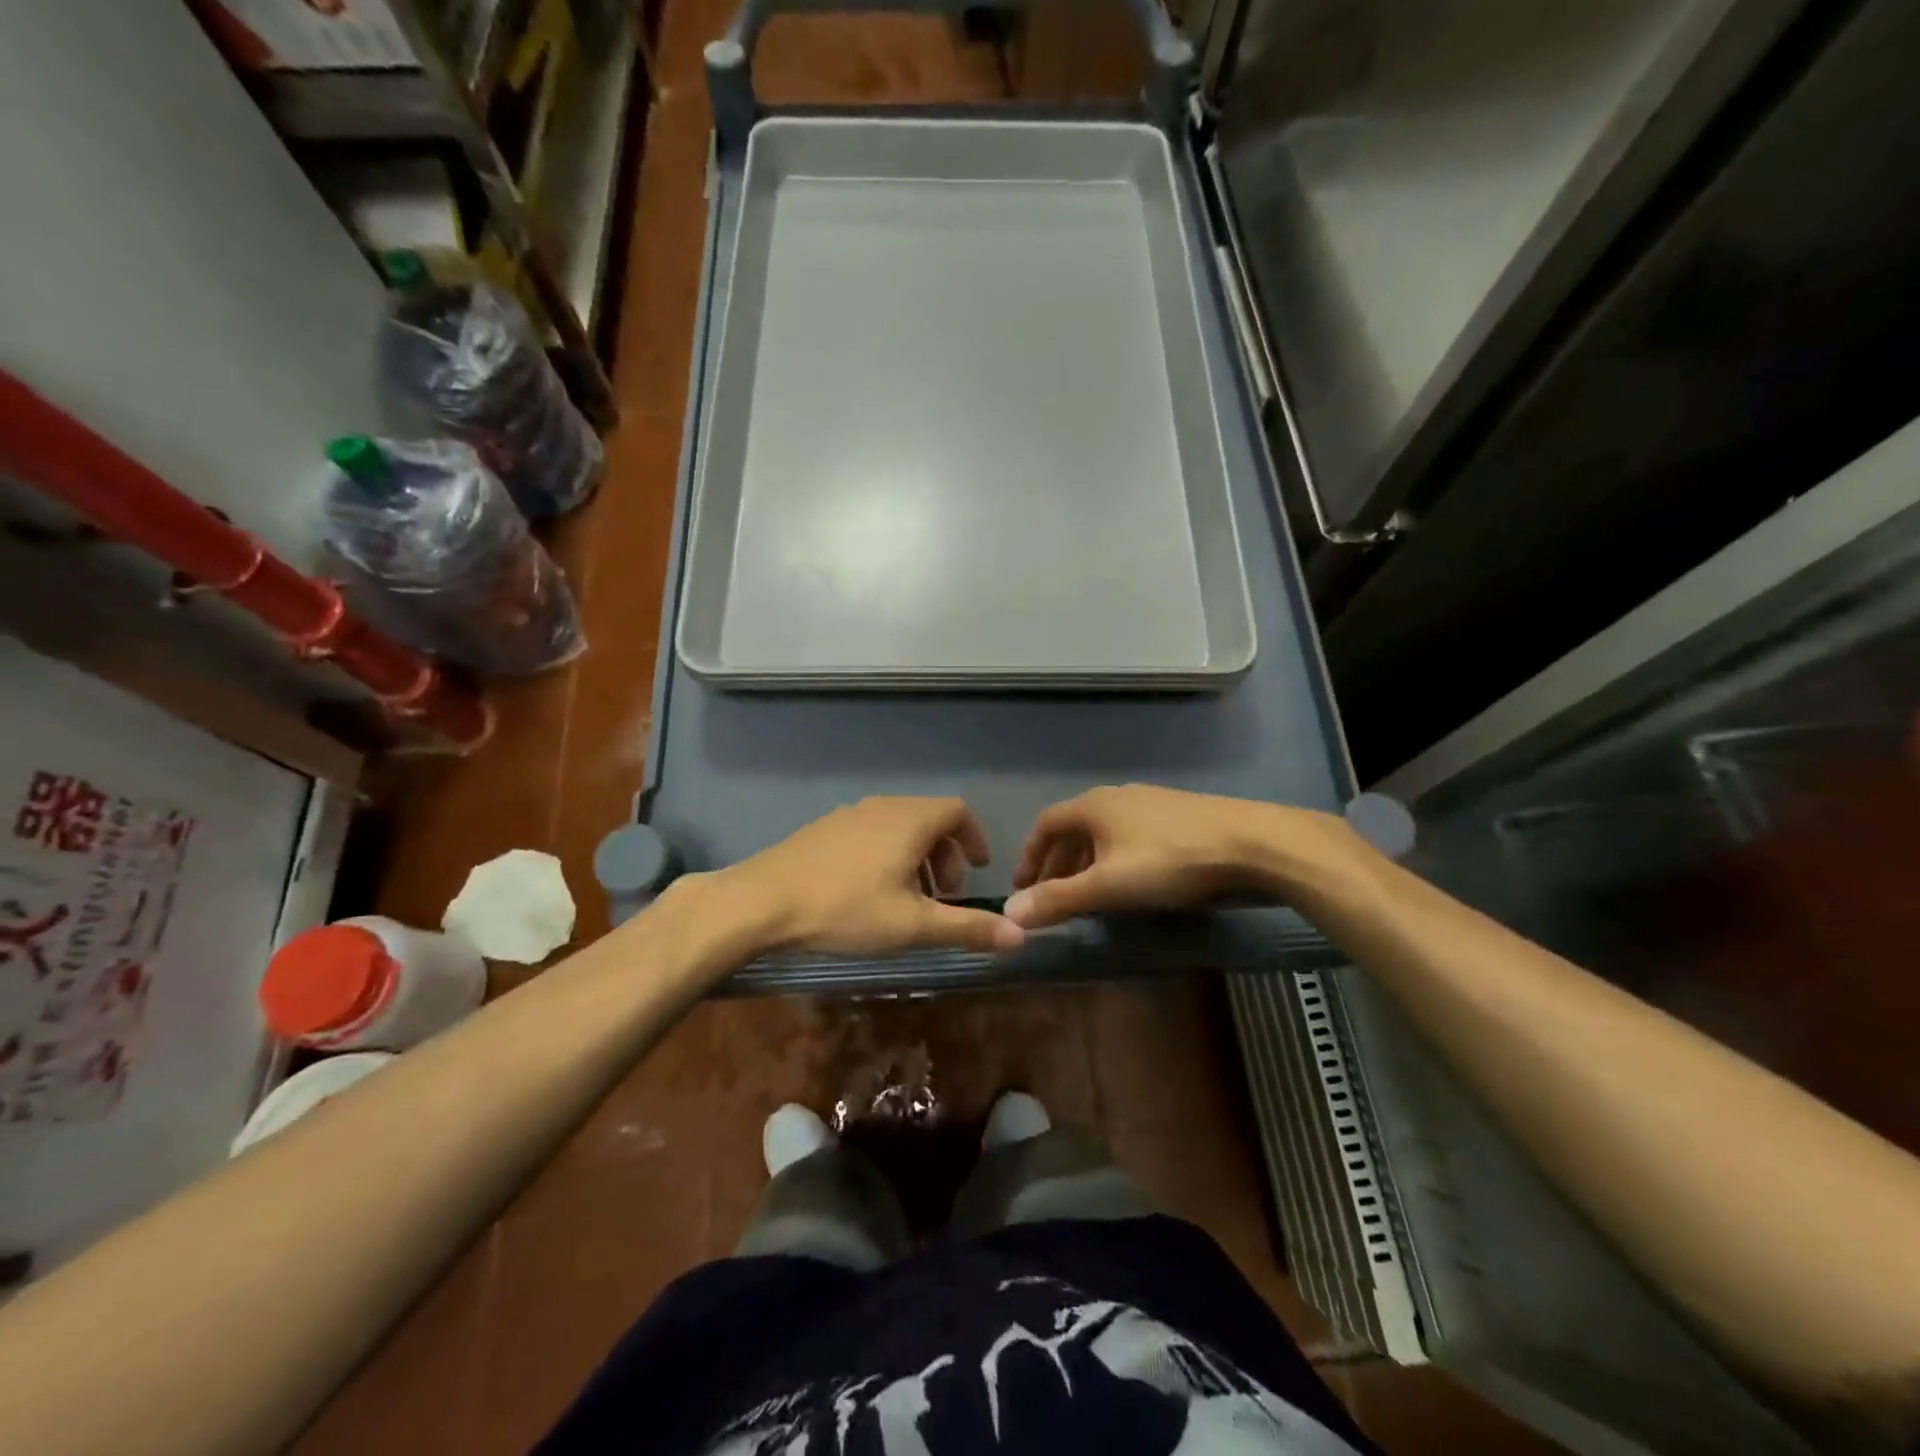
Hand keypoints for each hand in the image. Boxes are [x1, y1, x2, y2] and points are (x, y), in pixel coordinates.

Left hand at [728, 797, 1024, 955]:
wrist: (761, 901)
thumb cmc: (846, 909)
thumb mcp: (912, 926)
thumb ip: (968, 928)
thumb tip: (1020, 935)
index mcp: (910, 820)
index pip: (958, 812)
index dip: (974, 839)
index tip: (978, 871)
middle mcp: (882, 807)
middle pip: (929, 820)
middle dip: (945, 857)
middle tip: (944, 898)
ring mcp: (848, 814)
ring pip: (897, 828)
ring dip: (915, 859)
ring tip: (908, 901)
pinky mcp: (822, 829)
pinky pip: (870, 834)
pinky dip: (886, 856)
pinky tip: (867, 894)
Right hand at [1004, 784, 1361, 928]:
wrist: (1250, 843)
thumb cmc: (1169, 862)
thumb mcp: (1107, 886)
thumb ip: (1058, 899)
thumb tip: (1009, 912)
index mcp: (1093, 806)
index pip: (1045, 824)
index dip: (1029, 855)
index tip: (1023, 887)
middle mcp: (1116, 796)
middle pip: (1074, 828)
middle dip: (1057, 863)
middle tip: (1051, 896)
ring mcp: (1150, 802)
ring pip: (1103, 832)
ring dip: (1086, 861)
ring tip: (1088, 893)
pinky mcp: (1178, 814)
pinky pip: (1130, 834)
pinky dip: (1115, 857)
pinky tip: (1132, 881)